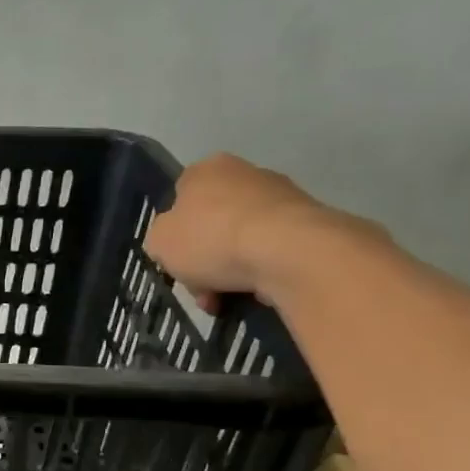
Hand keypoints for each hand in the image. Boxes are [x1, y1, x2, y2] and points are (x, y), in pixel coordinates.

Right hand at [144, 154, 328, 311]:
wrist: (289, 252)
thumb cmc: (211, 239)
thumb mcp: (159, 242)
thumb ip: (160, 238)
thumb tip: (175, 241)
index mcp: (205, 171)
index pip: (180, 198)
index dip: (174, 232)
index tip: (176, 260)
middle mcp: (244, 173)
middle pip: (211, 222)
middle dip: (203, 258)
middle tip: (200, 289)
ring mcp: (282, 195)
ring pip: (240, 239)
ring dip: (230, 269)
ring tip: (226, 300)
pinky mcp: (310, 221)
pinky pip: (272, 250)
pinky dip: (260, 270)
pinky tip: (256, 291)